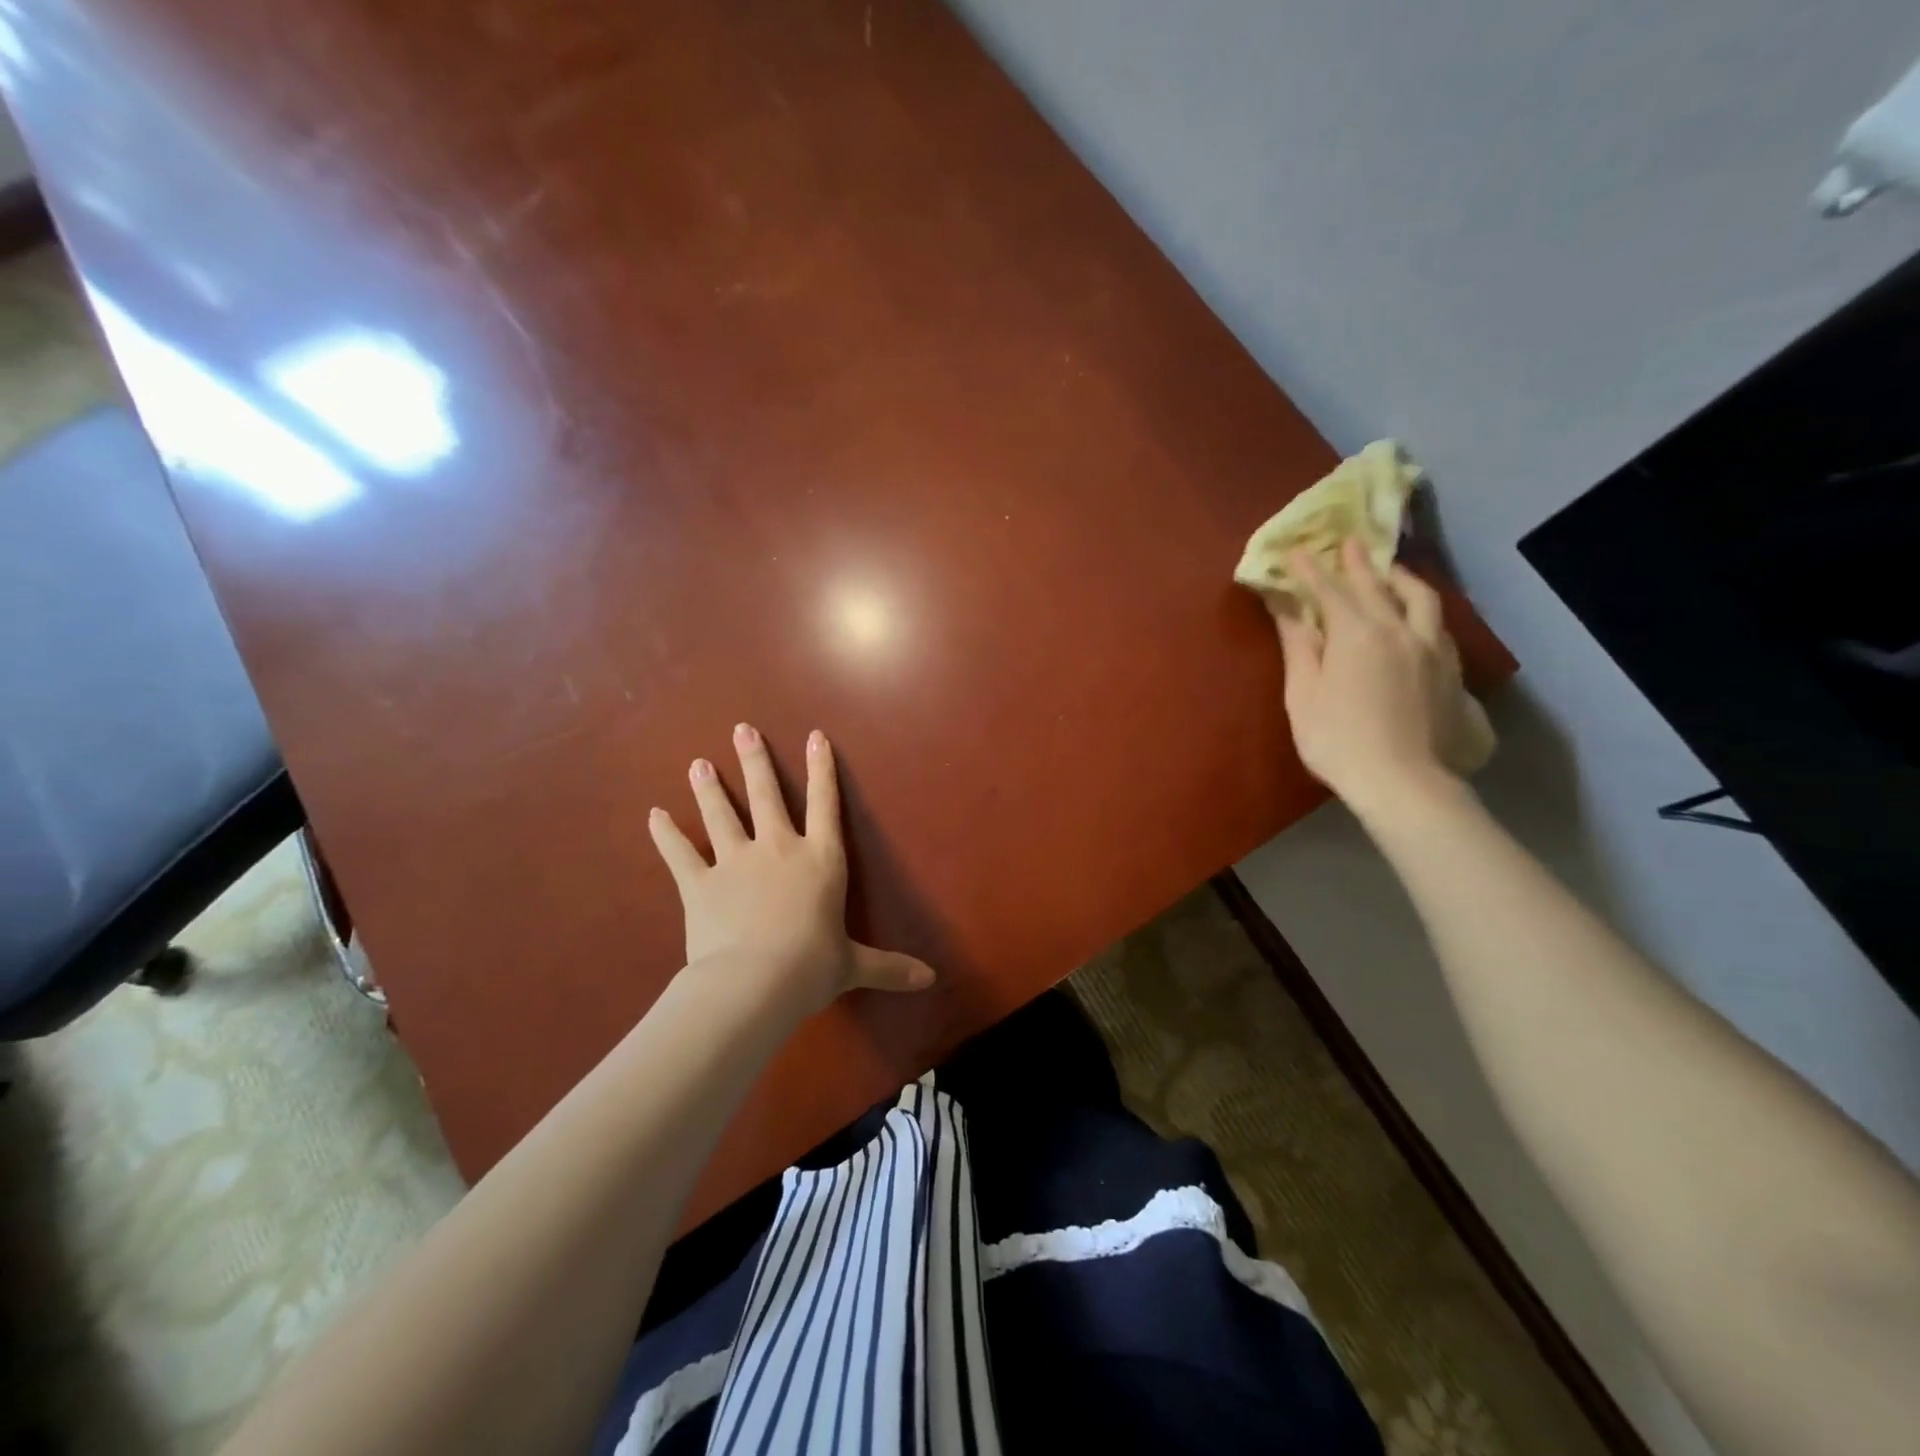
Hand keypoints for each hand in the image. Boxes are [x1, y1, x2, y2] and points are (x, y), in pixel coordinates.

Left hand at [648, 724, 936, 1014]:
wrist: (754, 983)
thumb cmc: (812, 968)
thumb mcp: (854, 966)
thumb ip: (889, 967)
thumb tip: (930, 980)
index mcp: (820, 861)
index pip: (826, 805)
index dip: (823, 769)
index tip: (814, 736)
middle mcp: (778, 850)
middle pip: (766, 796)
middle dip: (754, 761)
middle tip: (741, 730)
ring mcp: (735, 863)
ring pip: (721, 815)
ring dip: (709, 788)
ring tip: (698, 763)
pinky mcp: (699, 884)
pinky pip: (679, 853)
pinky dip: (666, 834)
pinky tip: (654, 814)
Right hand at [1273, 539, 1467, 814]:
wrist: (1403, 781)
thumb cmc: (1337, 739)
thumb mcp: (1304, 693)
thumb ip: (1299, 646)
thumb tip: (1287, 609)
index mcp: (1357, 633)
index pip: (1329, 591)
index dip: (1310, 570)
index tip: (1296, 551)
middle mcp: (1399, 630)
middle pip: (1378, 587)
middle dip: (1359, 564)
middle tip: (1350, 542)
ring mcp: (1432, 650)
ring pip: (1421, 600)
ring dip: (1402, 580)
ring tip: (1392, 571)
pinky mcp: (1451, 672)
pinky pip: (1439, 626)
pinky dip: (1423, 610)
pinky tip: (1420, 618)